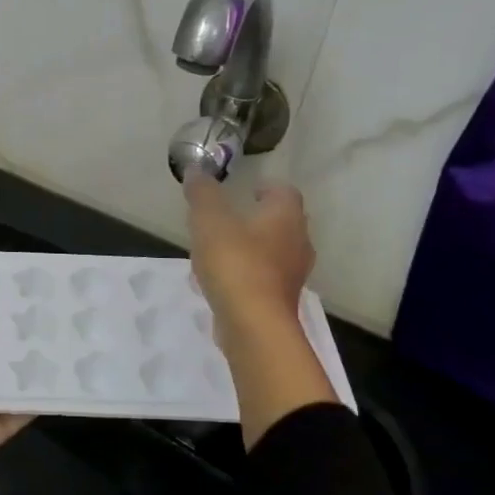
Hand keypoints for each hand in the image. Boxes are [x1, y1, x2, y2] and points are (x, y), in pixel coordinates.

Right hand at [184, 173, 314, 351]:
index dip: (267, 188)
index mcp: (286, 217)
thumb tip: (196, 170)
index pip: (285, 192)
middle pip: (284, 223)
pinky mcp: (281, 302)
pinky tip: (222, 281)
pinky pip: (265, 279)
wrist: (253, 325)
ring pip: (275, 253)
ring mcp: (292, 276)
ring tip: (223, 250)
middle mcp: (298, 243)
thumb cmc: (235, 263)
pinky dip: (248, 274)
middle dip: (261, 219)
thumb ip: (202, 194)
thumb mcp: (209, 221)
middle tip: (234, 218)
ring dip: (254, 248)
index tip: (248, 191)